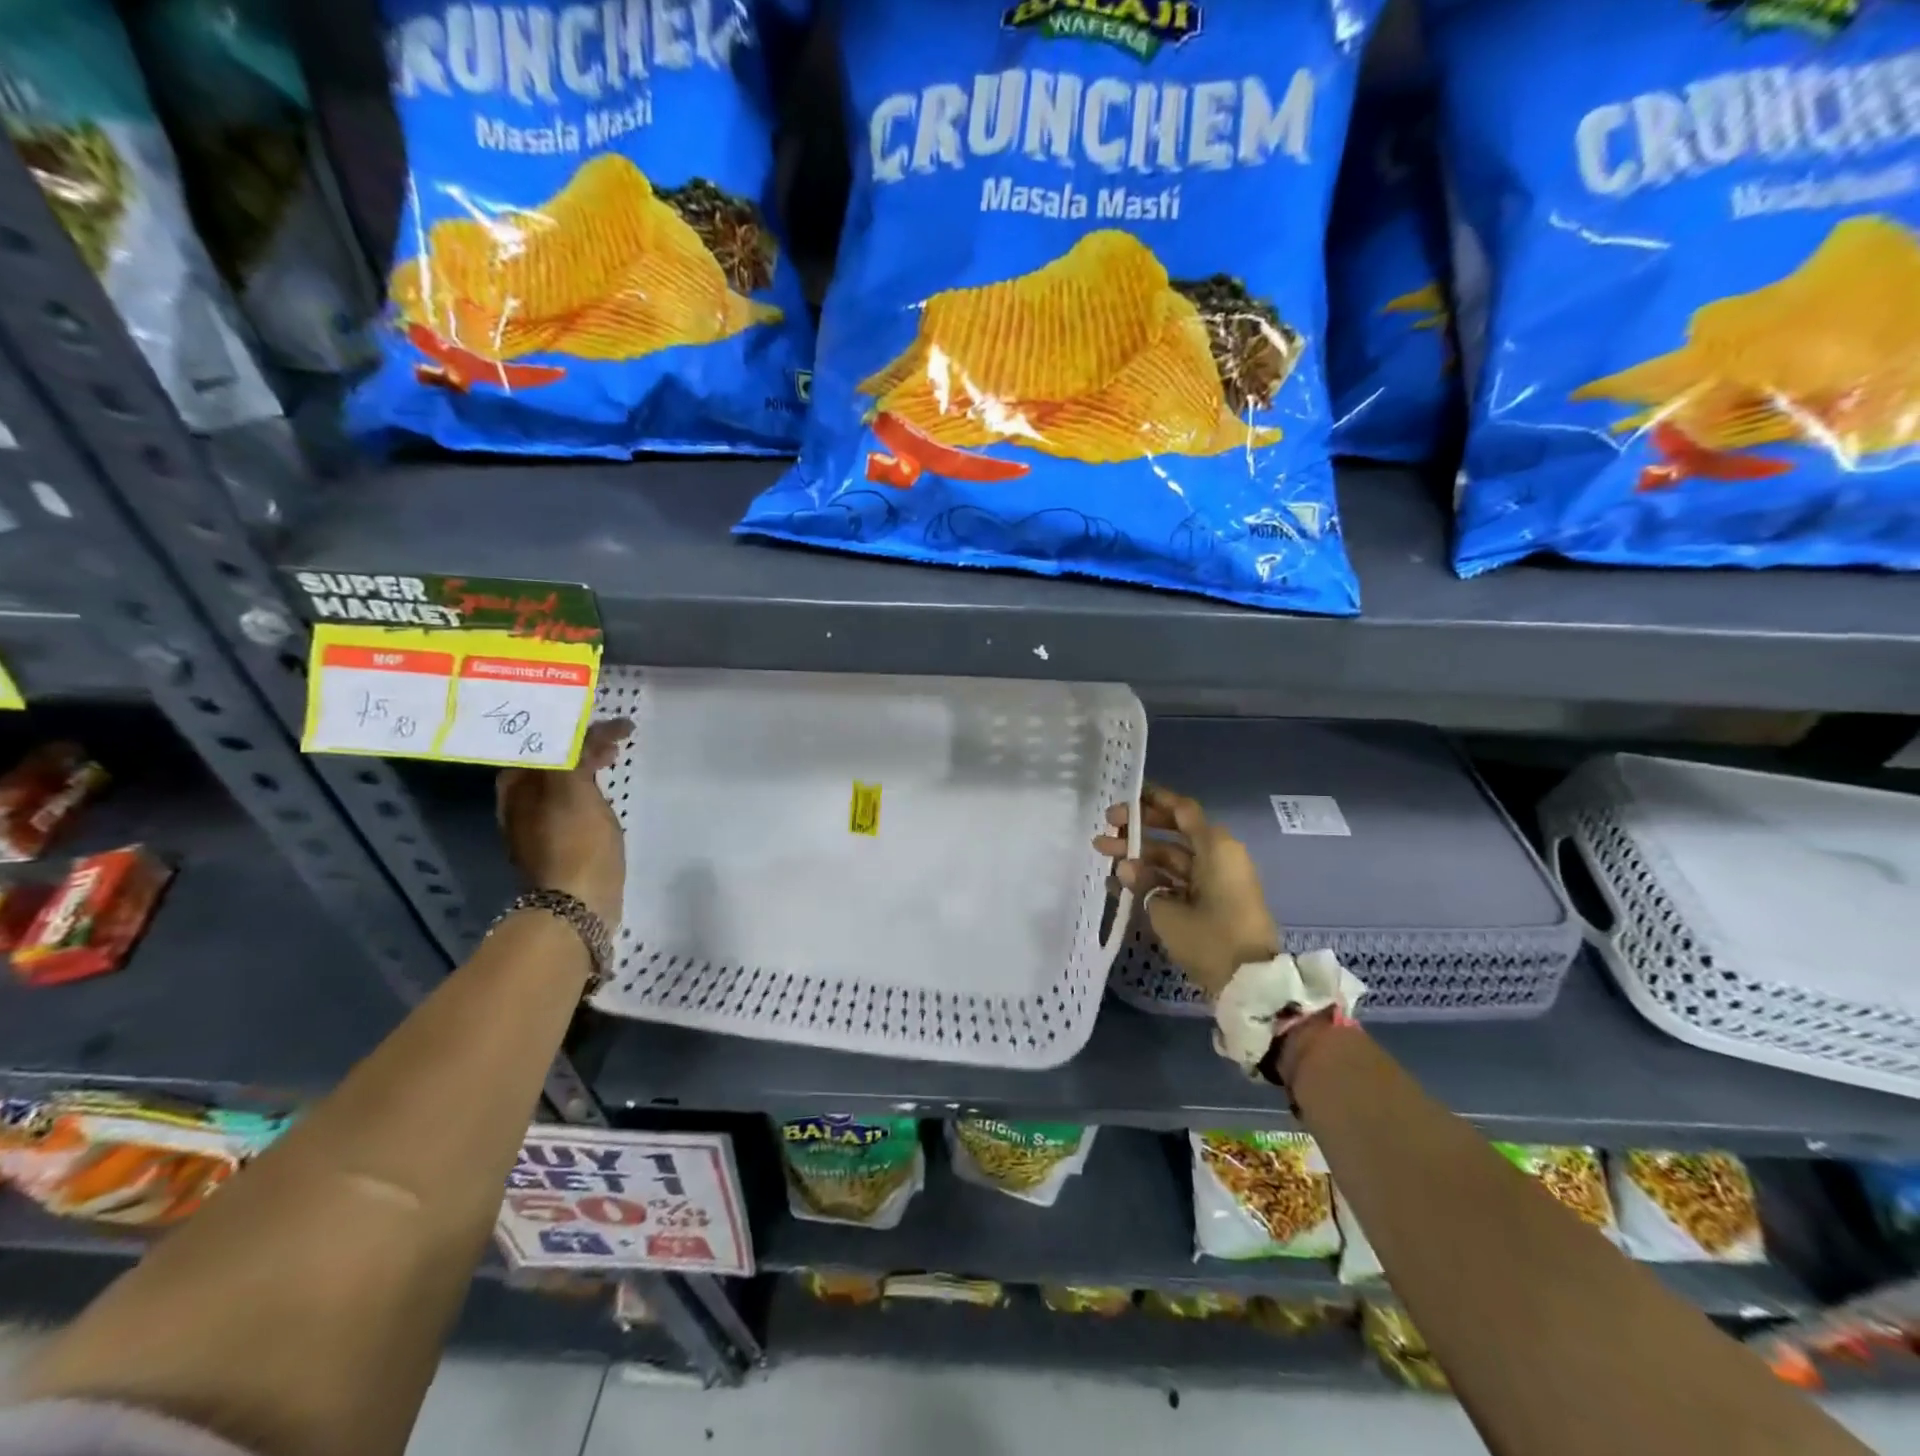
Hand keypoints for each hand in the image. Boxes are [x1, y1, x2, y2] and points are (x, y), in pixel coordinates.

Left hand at [496, 718, 631, 925]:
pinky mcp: (557, 843)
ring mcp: (536, 824)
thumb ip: (574, 754)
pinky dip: (589, 789)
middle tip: (616, 741)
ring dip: (586, 765)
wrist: (576, 906)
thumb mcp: (574, 790)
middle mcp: (519, 801)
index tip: (616, 727)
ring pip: (561, 780)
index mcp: (517, 785)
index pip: (546, 740)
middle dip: (582, 744)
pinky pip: (571, 801)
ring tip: (614, 761)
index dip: (579, 728)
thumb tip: (586, 733)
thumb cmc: (577, 844)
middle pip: (552, 759)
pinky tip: (605, 795)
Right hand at [1093, 784, 1280, 1001]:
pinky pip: (1179, 880)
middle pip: (1174, 831)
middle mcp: (1219, 856)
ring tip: (1102, 856)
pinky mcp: (1213, 902)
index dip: (1152, 800)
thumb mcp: (1168, 911)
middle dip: (1139, 829)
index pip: (1181, 809)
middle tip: (1106, 828)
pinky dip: (1153, 879)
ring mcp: (1217, 880)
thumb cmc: (1211, 938)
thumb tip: (1125, 867)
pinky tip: (1119, 883)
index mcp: (1216, 847)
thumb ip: (1143, 883)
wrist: (1250, 984)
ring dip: (1140, 856)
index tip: (1122, 798)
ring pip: (1173, 857)